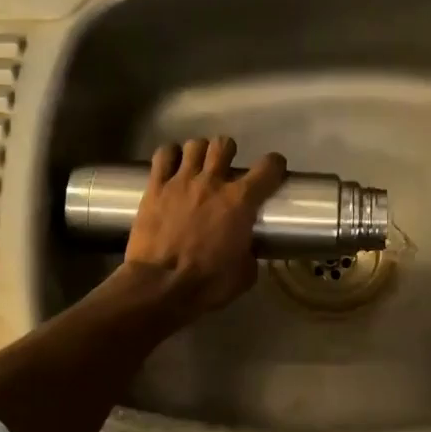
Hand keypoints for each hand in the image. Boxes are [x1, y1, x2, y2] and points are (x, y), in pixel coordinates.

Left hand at [120, 137, 286, 316]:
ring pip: (194, 145)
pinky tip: (171, 165)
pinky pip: (163, 155)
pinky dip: (169, 155)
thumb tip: (247, 250)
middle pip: (224, 145)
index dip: (275, 165)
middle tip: (225, 168)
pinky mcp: (155, 187)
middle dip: (228, 152)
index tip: (273, 171)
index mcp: (240, 201)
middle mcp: (212, 182)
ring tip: (197, 166)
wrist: (161, 286)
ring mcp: (181, 181)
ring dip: (199, 152)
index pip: (268, 167)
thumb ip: (250, 254)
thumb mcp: (244, 274)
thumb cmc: (208, 283)